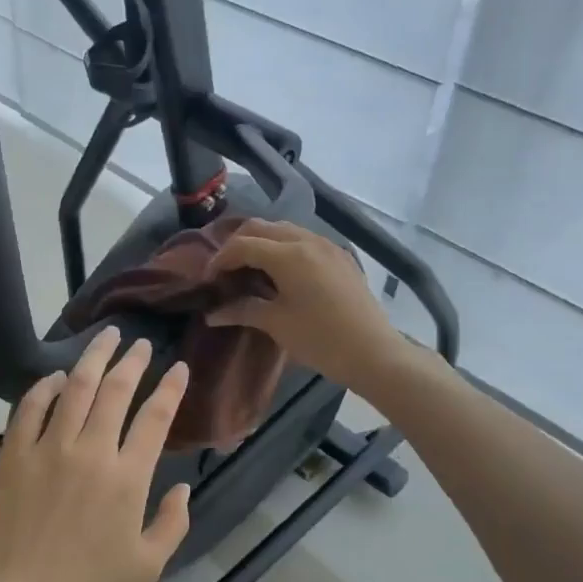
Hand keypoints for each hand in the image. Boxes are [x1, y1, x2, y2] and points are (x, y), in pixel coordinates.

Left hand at [0, 327, 190, 581]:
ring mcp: (48, 448)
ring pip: (76, 388)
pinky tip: (57, 376)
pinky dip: (45, 386)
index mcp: (127, 477)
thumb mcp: (148, 566)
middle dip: (133, 360)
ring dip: (93, 358)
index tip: (178, 367)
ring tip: (105, 337)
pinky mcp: (14, 454)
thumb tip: (184, 487)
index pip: (156, 417)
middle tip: (140, 343)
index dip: (171, 388)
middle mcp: (91, 451)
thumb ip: (173, 522)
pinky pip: (30, 407)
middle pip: (116, 390)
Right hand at [203, 219, 407, 391]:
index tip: (208, 280)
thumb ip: (242, 310)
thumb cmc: (320, 340)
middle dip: (238, 244)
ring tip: (249, 270)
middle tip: (225, 270)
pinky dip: (284, 248)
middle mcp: (308, 240)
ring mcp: (328, 246)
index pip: (243, 245)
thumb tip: (212, 314)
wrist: (374, 353)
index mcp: (289, 254)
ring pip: (285, 230)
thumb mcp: (277, 324)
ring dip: (262, 243)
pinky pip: (304, 241)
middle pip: (262, 228)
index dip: (220, 259)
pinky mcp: (341, 257)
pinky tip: (280, 273)